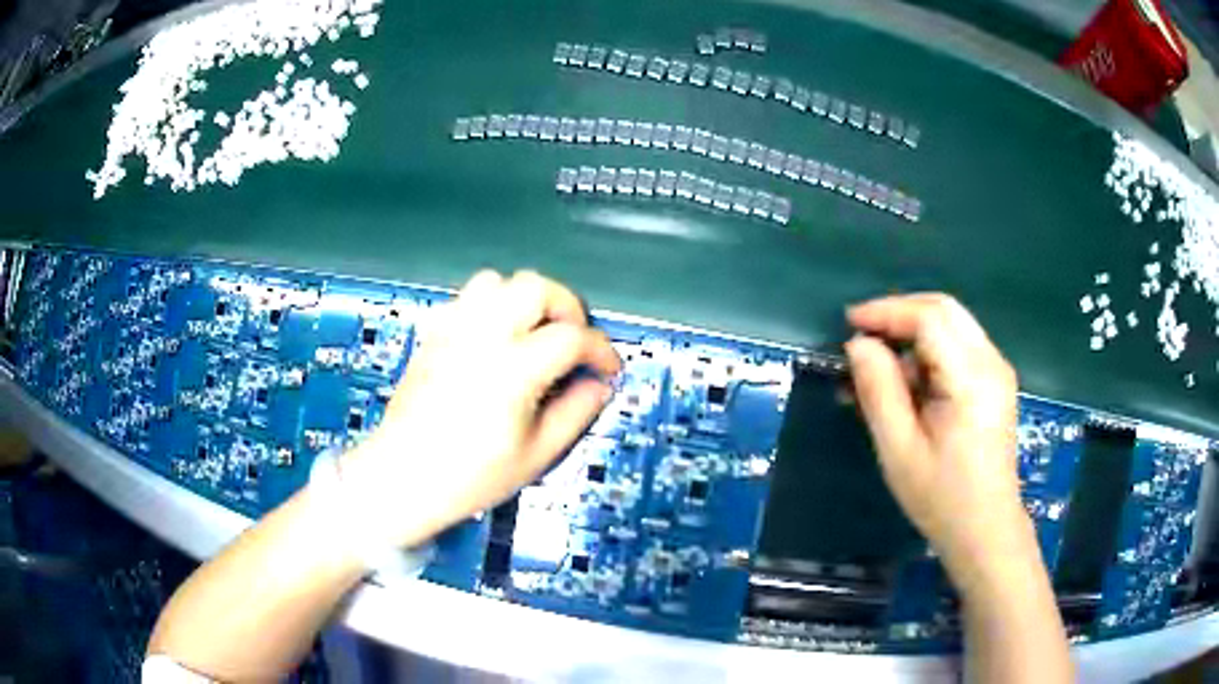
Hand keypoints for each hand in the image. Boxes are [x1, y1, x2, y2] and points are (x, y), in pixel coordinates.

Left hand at [338, 270, 620, 548]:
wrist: (404, 475)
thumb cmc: (472, 475)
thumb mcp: (537, 454)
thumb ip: (576, 412)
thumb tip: (599, 384)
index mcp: (513, 369)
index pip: (571, 337)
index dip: (601, 350)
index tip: (608, 368)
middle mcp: (482, 336)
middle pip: (535, 286)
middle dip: (565, 306)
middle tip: (572, 340)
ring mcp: (453, 329)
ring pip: (497, 281)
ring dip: (524, 300)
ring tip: (532, 333)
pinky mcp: (433, 333)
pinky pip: (467, 298)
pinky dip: (491, 307)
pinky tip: (495, 339)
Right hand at [844, 294, 1033, 583]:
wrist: (985, 529)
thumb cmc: (941, 497)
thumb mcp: (899, 449)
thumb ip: (879, 390)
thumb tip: (859, 344)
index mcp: (971, 379)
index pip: (929, 318)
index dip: (887, 312)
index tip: (850, 324)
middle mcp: (991, 362)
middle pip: (944, 310)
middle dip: (900, 313)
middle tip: (862, 333)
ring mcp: (997, 370)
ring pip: (952, 325)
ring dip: (913, 332)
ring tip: (878, 365)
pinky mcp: (996, 382)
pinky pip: (959, 346)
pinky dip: (929, 350)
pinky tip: (907, 381)